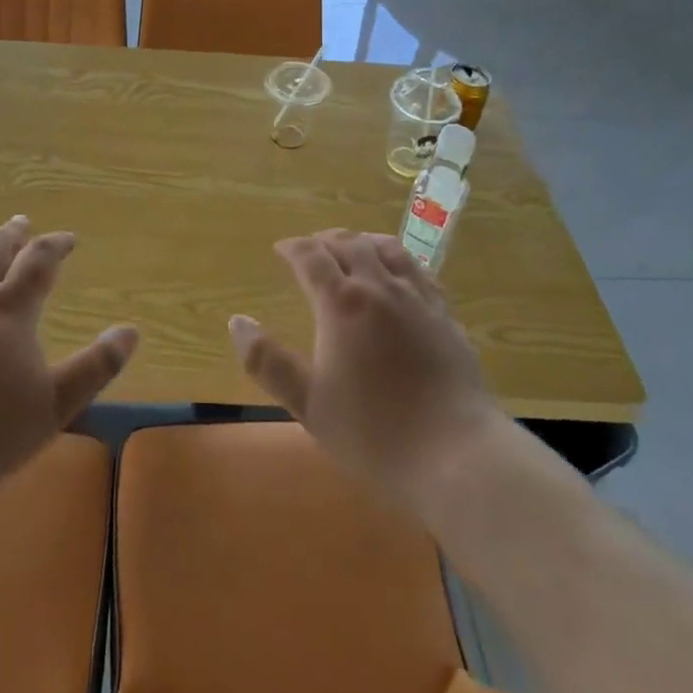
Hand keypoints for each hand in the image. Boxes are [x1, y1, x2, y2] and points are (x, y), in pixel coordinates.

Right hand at [229, 230, 504, 510]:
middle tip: (312, 247)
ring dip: (363, 241)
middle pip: (349, 245)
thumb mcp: (308, 403)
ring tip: (353, 245)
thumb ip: (267, 361)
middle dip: (326, 240)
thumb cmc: (373, 432)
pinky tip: (400, 270)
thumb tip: (237, 320)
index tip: (281, 249)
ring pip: (387, 249)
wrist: (454, 453)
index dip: (293, 248)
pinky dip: (400, 259)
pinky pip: (419, 270)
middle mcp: (379, 287)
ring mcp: (417, 298)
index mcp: (342, 303)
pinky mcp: (445, 314)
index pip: (311, 257)